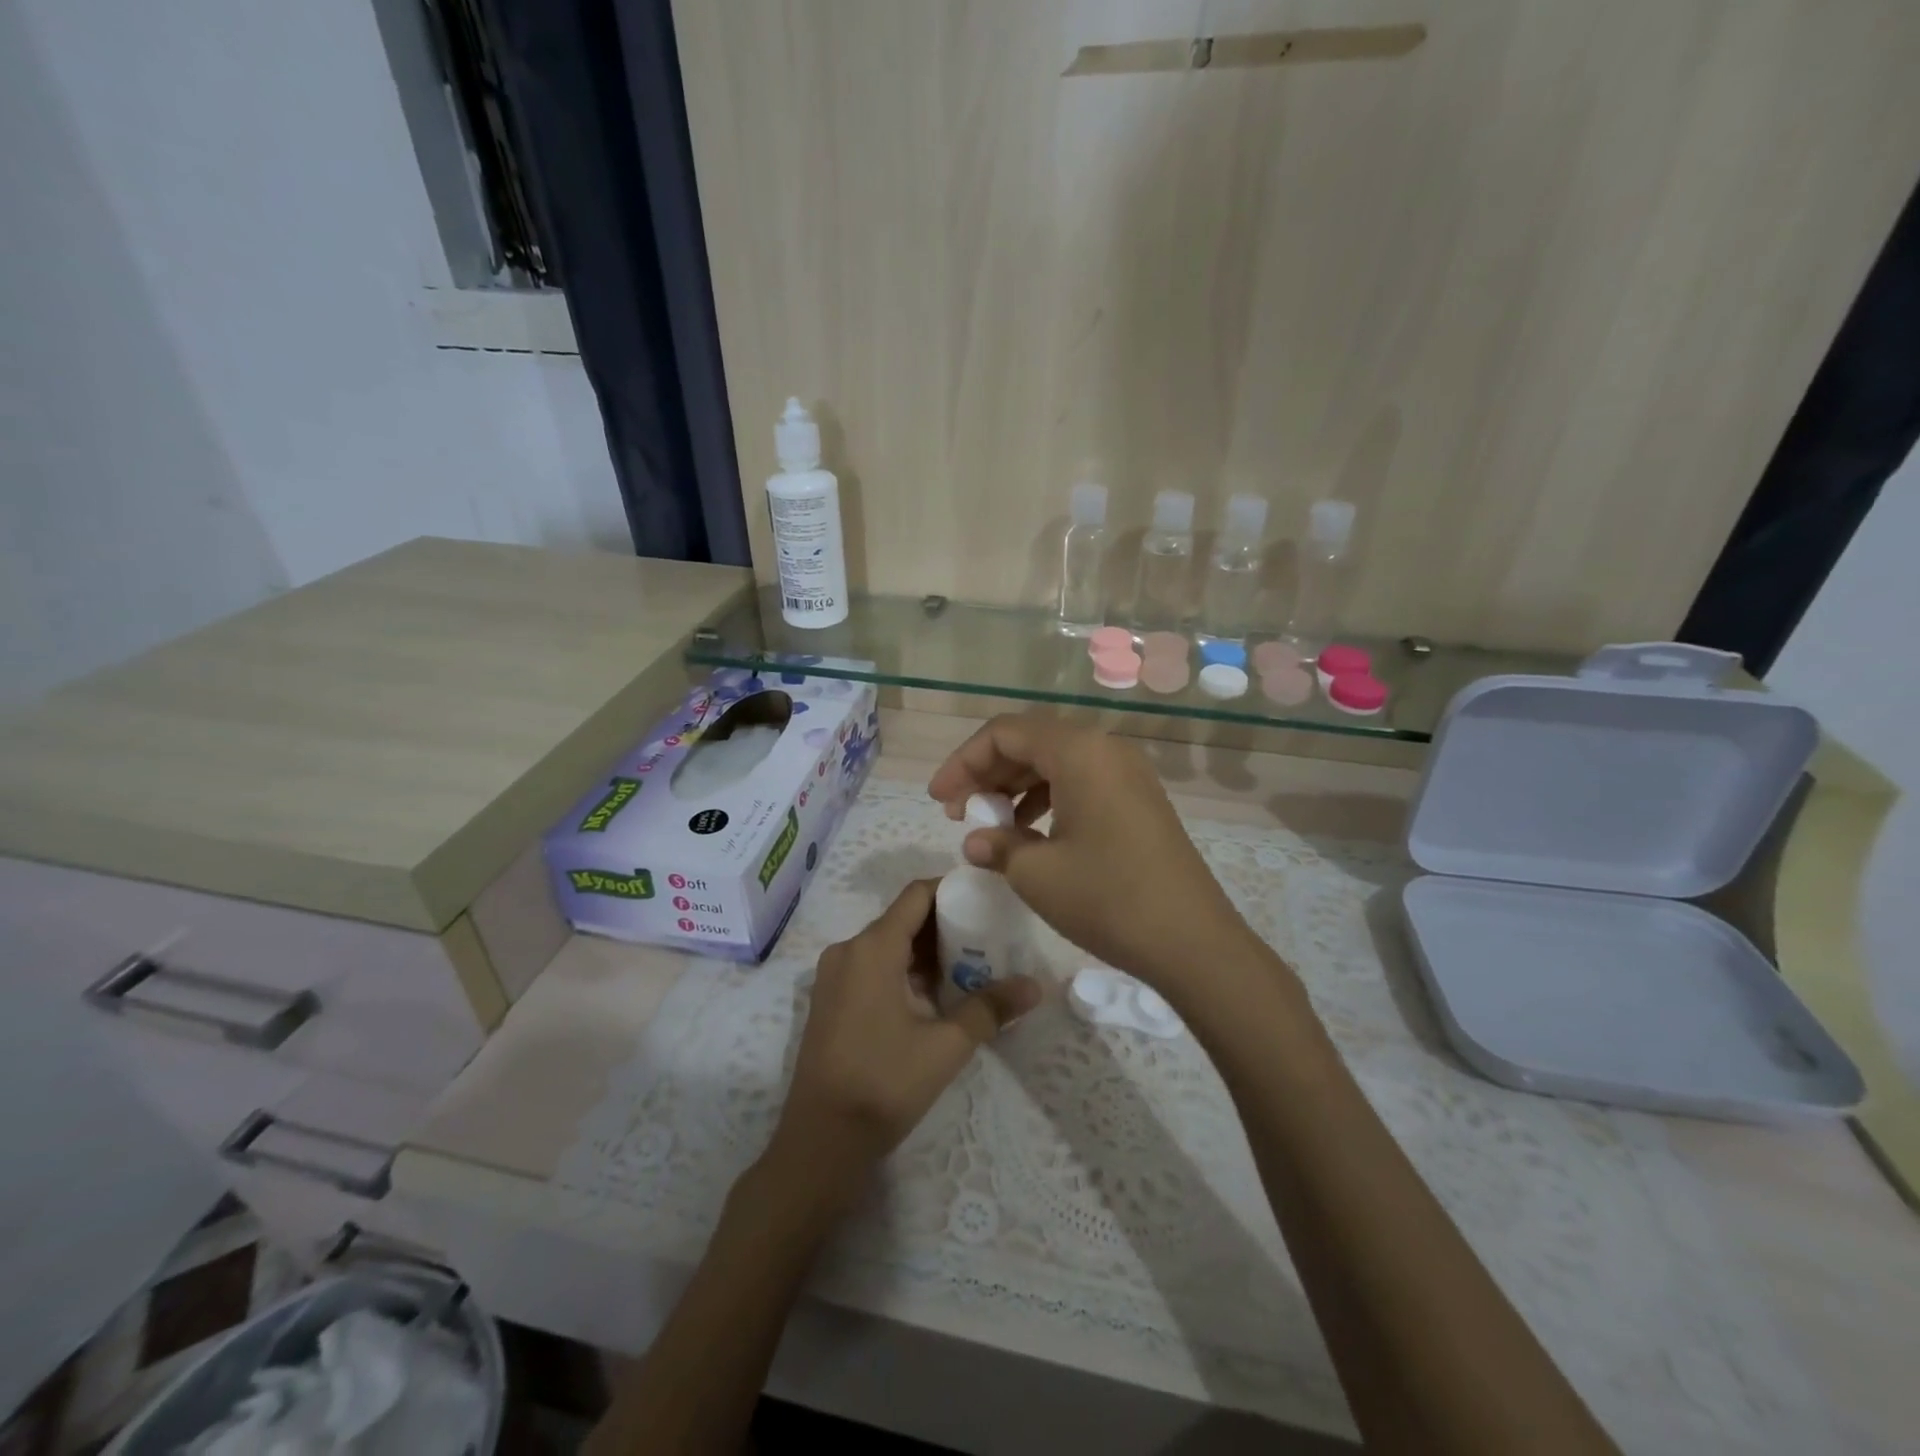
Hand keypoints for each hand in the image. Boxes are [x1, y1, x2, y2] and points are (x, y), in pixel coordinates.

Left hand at [773, 880, 1040, 1182]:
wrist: (820, 1142)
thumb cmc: (884, 1084)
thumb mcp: (946, 1046)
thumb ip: (990, 1008)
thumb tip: (1035, 986)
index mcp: (872, 948)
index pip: (916, 895)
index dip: (951, 890)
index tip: (987, 898)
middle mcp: (848, 950)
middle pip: (903, 918)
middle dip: (945, 924)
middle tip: (989, 937)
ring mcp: (834, 975)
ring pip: (888, 944)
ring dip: (926, 951)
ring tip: (970, 966)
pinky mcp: (830, 999)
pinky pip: (872, 966)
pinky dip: (904, 969)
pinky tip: (935, 995)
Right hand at [926, 714, 1259, 988]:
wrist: (1192, 941)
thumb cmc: (1108, 898)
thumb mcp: (1037, 874)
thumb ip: (997, 845)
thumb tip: (977, 840)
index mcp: (1079, 751)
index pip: (1004, 733)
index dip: (963, 762)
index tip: (938, 800)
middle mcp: (1105, 748)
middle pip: (1031, 741)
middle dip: (987, 772)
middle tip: (959, 813)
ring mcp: (1127, 773)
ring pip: (1056, 761)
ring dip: (1016, 786)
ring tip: (991, 824)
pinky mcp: (1139, 799)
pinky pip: (1081, 781)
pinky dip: (1048, 799)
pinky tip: (1031, 833)